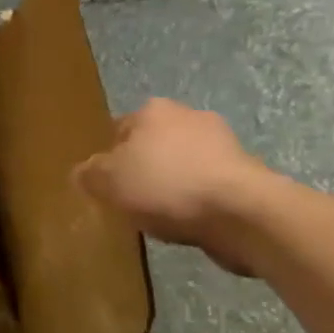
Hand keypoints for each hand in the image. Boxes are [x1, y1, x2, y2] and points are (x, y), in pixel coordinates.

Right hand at [72, 98, 275, 274]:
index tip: (107, 184)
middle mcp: (190, 117)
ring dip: (174, 184)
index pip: (119, 130)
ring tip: (162, 215)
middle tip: (131, 198)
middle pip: (153, 145)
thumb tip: (83, 173)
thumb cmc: (166, 186)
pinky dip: (199, 200)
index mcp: (153, 111)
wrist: (245, 214)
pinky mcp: (250, 174)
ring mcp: (226, 144)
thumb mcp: (106, 182)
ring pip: (184, 164)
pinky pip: (210, 185)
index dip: (109, 157)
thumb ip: (88, 174)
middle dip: (144, 167)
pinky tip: (190, 221)